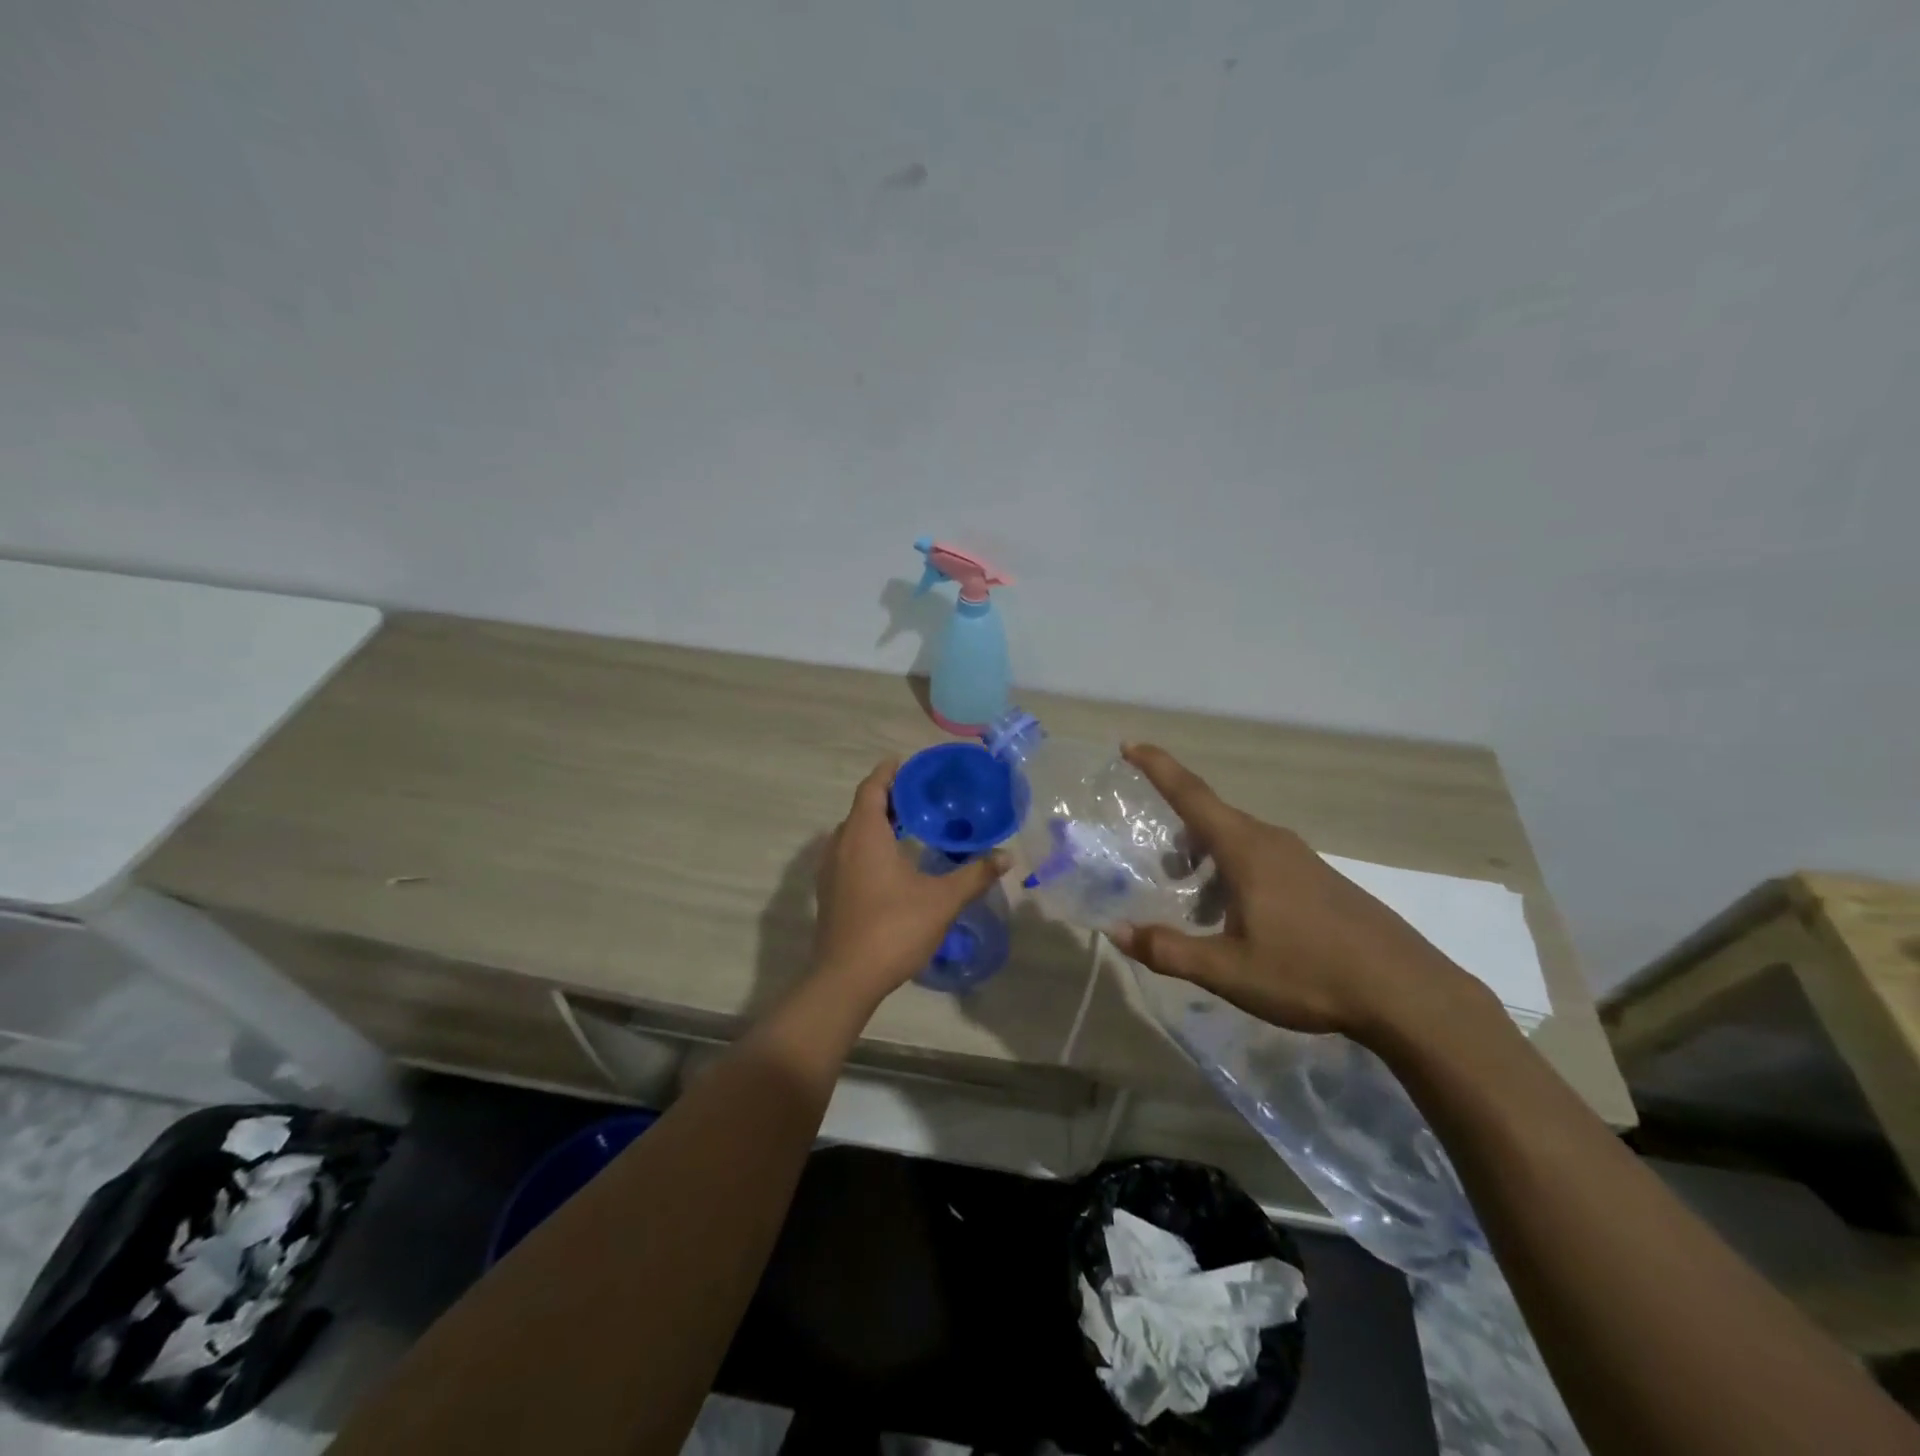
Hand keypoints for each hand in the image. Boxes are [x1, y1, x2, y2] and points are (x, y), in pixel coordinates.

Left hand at [810, 758, 1008, 1005]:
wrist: (846, 978)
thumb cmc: (893, 929)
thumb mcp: (942, 900)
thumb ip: (975, 875)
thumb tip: (1006, 856)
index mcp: (864, 835)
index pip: (872, 788)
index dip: (888, 772)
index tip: (907, 763)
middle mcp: (841, 844)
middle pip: (862, 808)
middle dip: (888, 797)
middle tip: (921, 795)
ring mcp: (831, 869)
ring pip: (853, 832)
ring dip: (877, 822)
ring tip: (910, 824)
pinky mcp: (829, 891)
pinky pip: (849, 852)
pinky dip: (869, 844)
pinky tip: (892, 862)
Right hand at [1107, 744, 1497, 1040]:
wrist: (1408, 993)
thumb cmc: (1309, 973)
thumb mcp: (1228, 970)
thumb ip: (1168, 950)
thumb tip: (1116, 932)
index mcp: (1246, 849)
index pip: (1191, 794)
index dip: (1157, 767)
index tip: (1129, 744)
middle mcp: (1272, 841)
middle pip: (1212, 821)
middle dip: (1180, 838)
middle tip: (1162, 872)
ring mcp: (1302, 859)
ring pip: (1239, 844)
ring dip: (1209, 864)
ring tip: (1199, 911)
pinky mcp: (1322, 880)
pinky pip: (1263, 861)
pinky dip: (1236, 877)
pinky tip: (1243, 924)